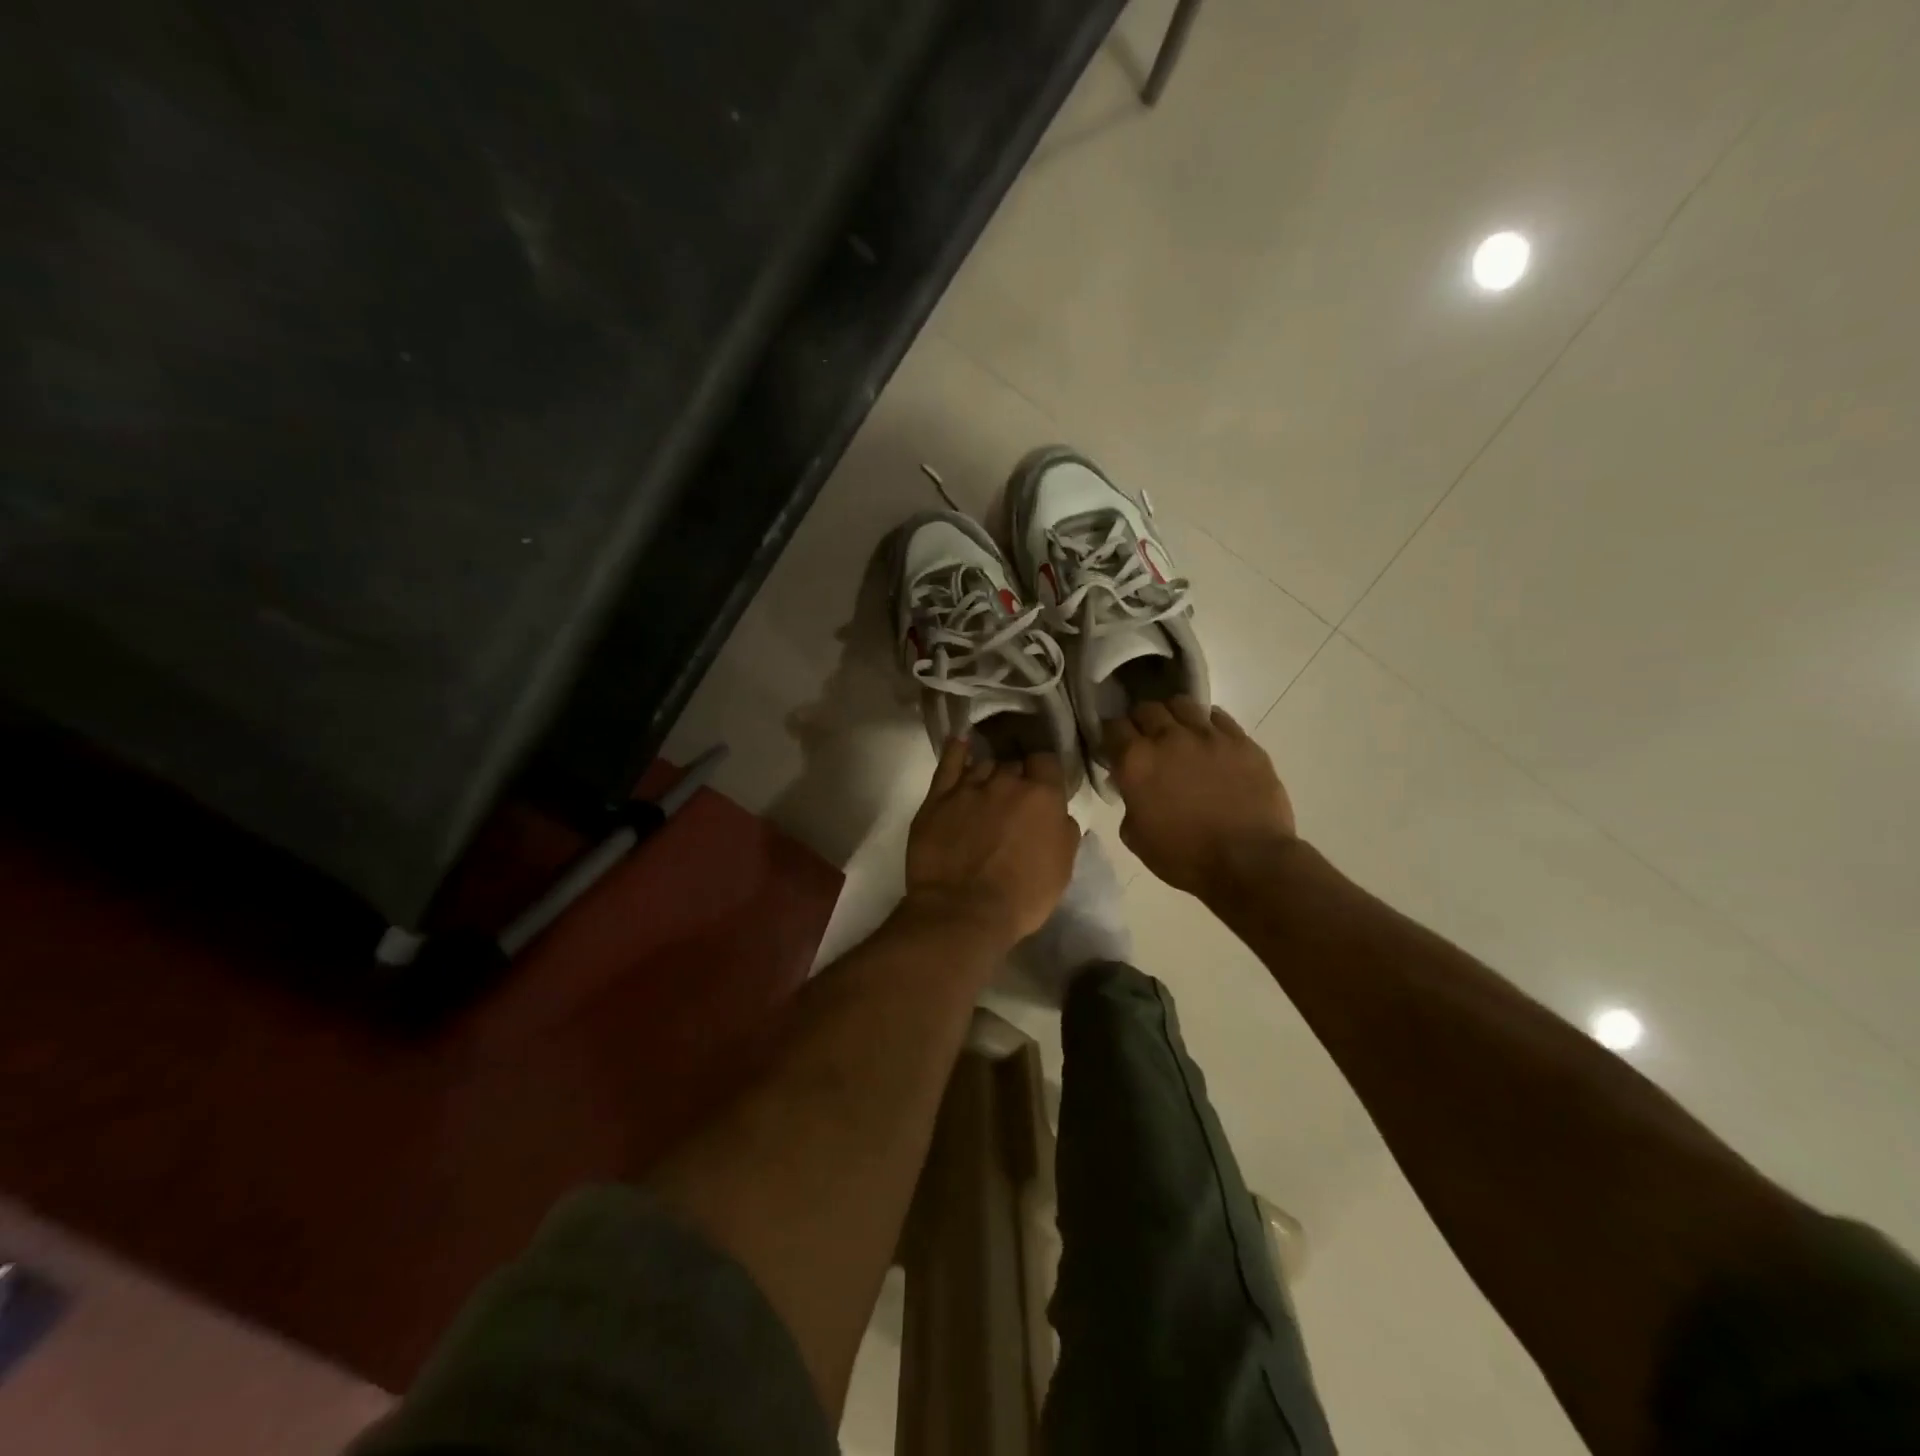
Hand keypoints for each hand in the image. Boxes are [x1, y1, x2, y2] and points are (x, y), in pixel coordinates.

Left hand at [904, 741, 1079, 950]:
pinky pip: (948, 762)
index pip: (1047, 760)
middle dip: (1016, 777)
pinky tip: (960, 743)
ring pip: (983, 765)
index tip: (1042, 785)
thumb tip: (1057, 812)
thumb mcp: (1062, 867)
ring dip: (988, 774)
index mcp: (1042, 795)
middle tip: (1013, 800)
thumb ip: (1064, 829)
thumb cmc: (1022, 896)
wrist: (963, 912)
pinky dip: (955, 750)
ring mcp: (968, 786)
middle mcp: (1006, 781)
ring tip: (986, 791)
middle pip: (1013, 765)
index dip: (1044, 772)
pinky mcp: (937, 797)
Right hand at [1106, 699, 1295, 895]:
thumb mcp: (1136, 836)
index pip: (1112, 727)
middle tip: (1145, 740)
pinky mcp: (1241, 740)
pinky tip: (1209, 740)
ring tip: (1178, 733)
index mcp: (1136, 761)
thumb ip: (1128, 802)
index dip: (1111, 735)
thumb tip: (1132, 788)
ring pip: (1181, 704)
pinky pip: (1217, 717)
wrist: (1249, 862)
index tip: (1114, 747)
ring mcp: (1208, 735)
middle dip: (1140, 721)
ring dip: (1173, 716)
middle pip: (1146, 708)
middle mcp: (1168, 738)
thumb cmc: (1185, 857)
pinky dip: (1207, 724)